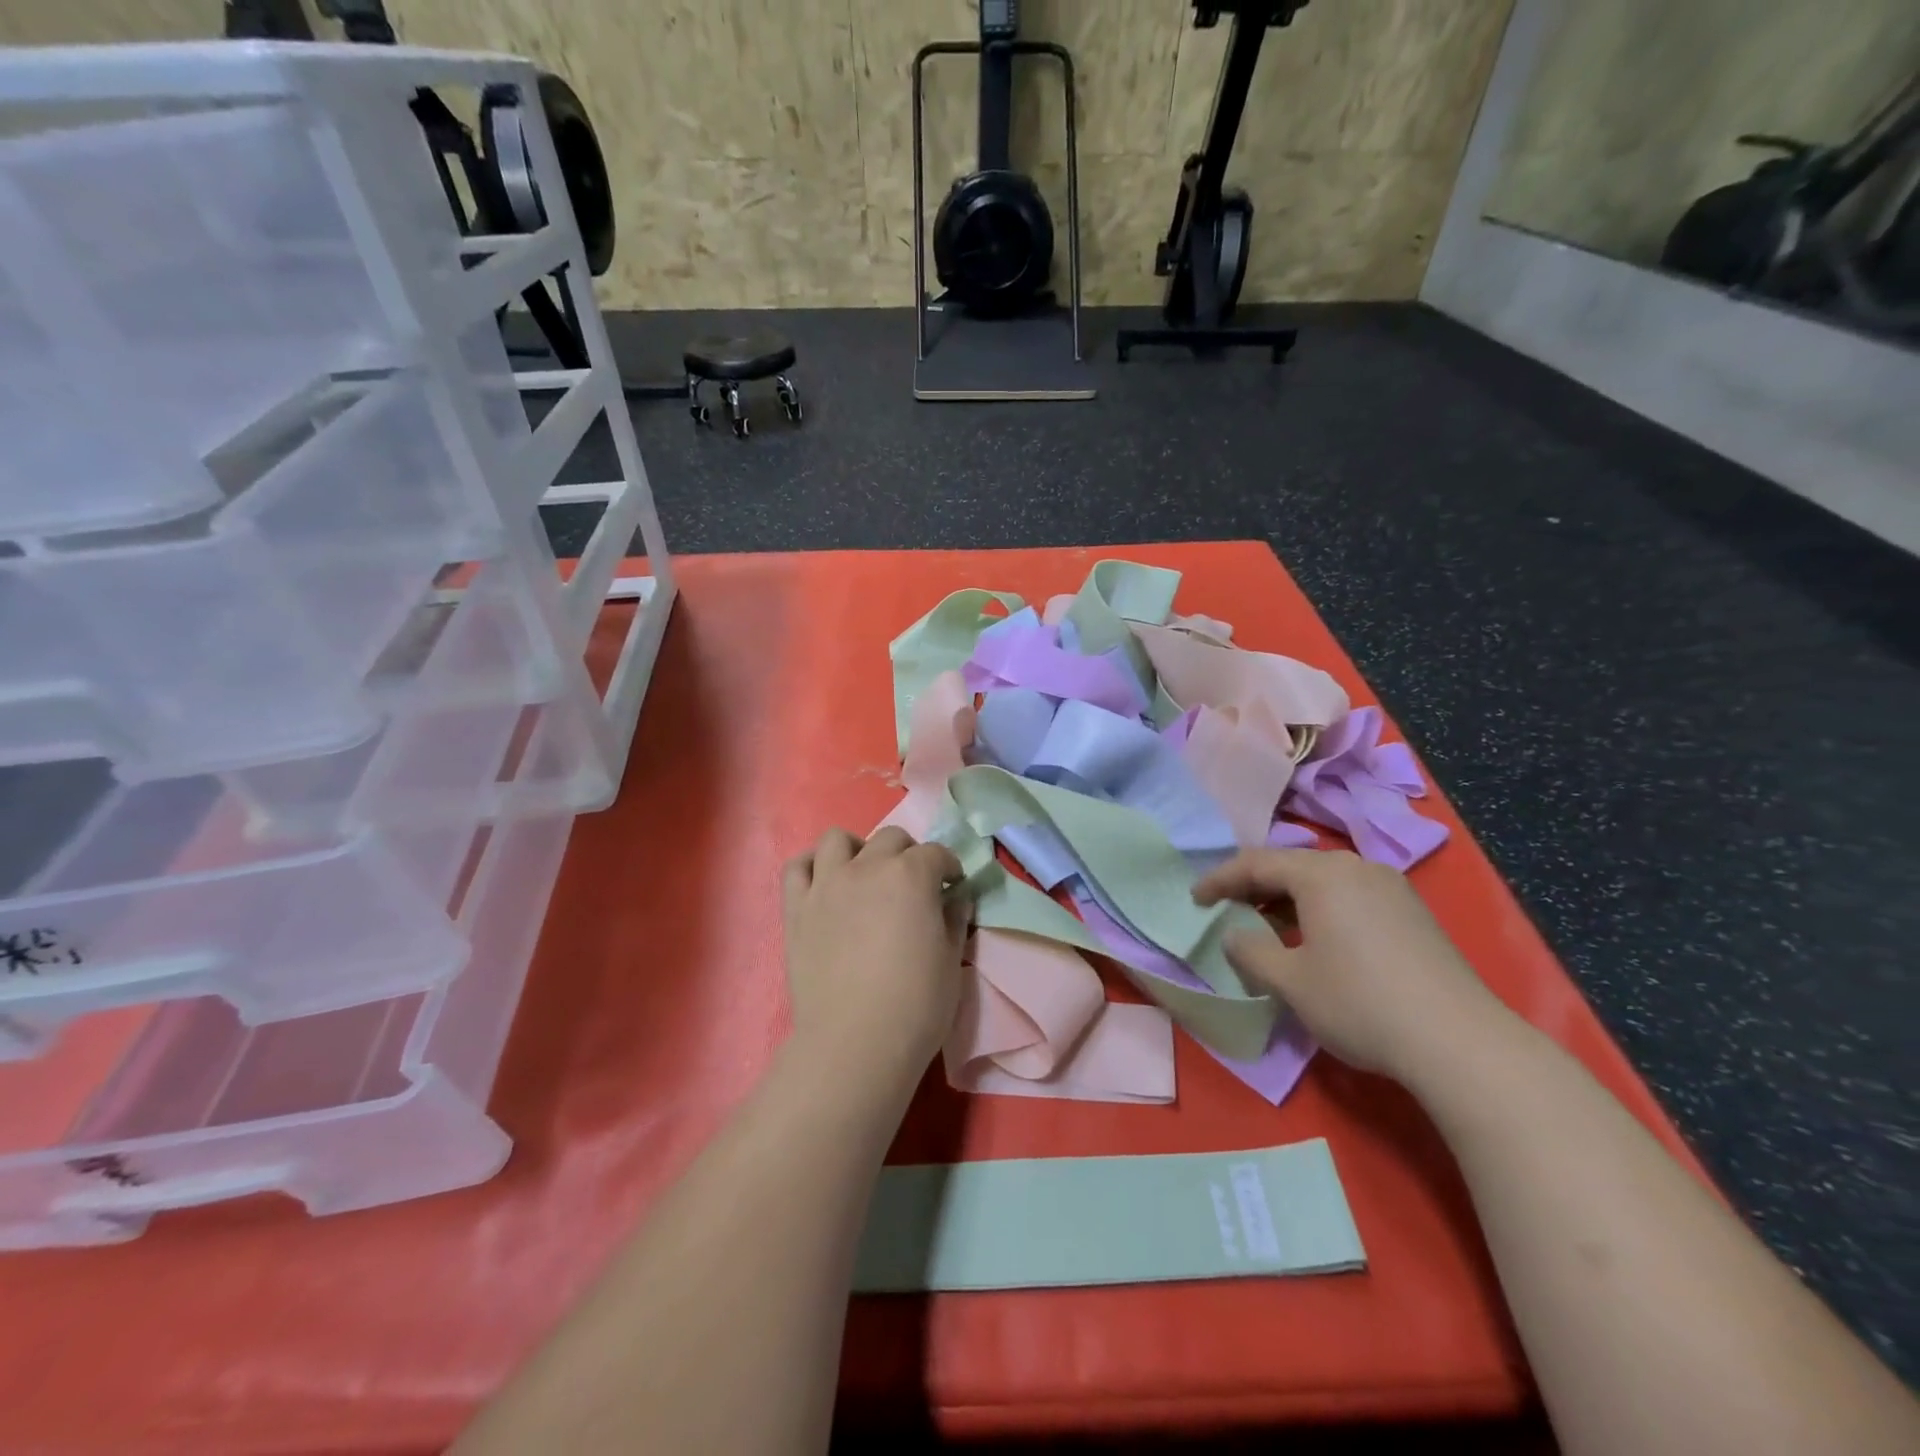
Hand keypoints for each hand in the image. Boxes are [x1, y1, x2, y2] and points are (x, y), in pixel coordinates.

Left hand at [782, 826, 967, 1095]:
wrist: (855, 1042)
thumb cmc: (916, 1005)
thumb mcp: (951, 961)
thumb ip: (955, 920)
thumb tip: (956, 899)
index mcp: (911, 876)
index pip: (936, 854)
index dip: (949, 868)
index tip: (952, 888)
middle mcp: (867, 868)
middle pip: (890, 838)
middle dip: (908, 854)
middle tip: (913, 886)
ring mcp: (826, 884)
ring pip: (837, 839)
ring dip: (857, 850)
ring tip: (864, 876)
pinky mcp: (796, 908)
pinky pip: (797, 867)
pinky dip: (813, 867)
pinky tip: (826, 884)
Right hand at [1193, 848, 1504, 1083]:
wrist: (1460, 1042)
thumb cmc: (1360, 1003)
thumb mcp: (1290, 981)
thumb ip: (1251, 951)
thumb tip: (1235, 935)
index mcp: (1321, 874)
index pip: (1255, 863)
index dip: (1219, 880)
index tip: (1195, 899)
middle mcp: (1356, 868)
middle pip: (1291, 865)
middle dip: (1254, 886)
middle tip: (1227, 908)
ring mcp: (1391, 888)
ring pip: (1323, 880)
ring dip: (1288, 898)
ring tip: (1267, 926)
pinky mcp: (1413, 913)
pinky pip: (1350, 896)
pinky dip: (1320, 908)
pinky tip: (1316, 939)